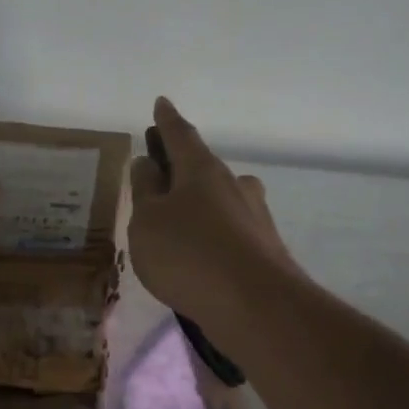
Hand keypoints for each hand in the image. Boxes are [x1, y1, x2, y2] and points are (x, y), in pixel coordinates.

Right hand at [129, 98, 298, 330]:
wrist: (255, 305)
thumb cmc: (188, 254)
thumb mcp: (147, 221)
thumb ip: (144, 190)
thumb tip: (147, 164)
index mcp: (202, 169)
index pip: (180, 135)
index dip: (167, 120)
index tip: (161, 104)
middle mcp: (234, 185)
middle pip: (202, 170)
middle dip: (180, 174)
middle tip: (157, 187)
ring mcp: (254, 216)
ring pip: (219, 203)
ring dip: (198, 210)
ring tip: (175, 234)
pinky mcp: (264, 248)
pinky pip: (229, 234)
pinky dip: (211, 239)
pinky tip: (198, 262)